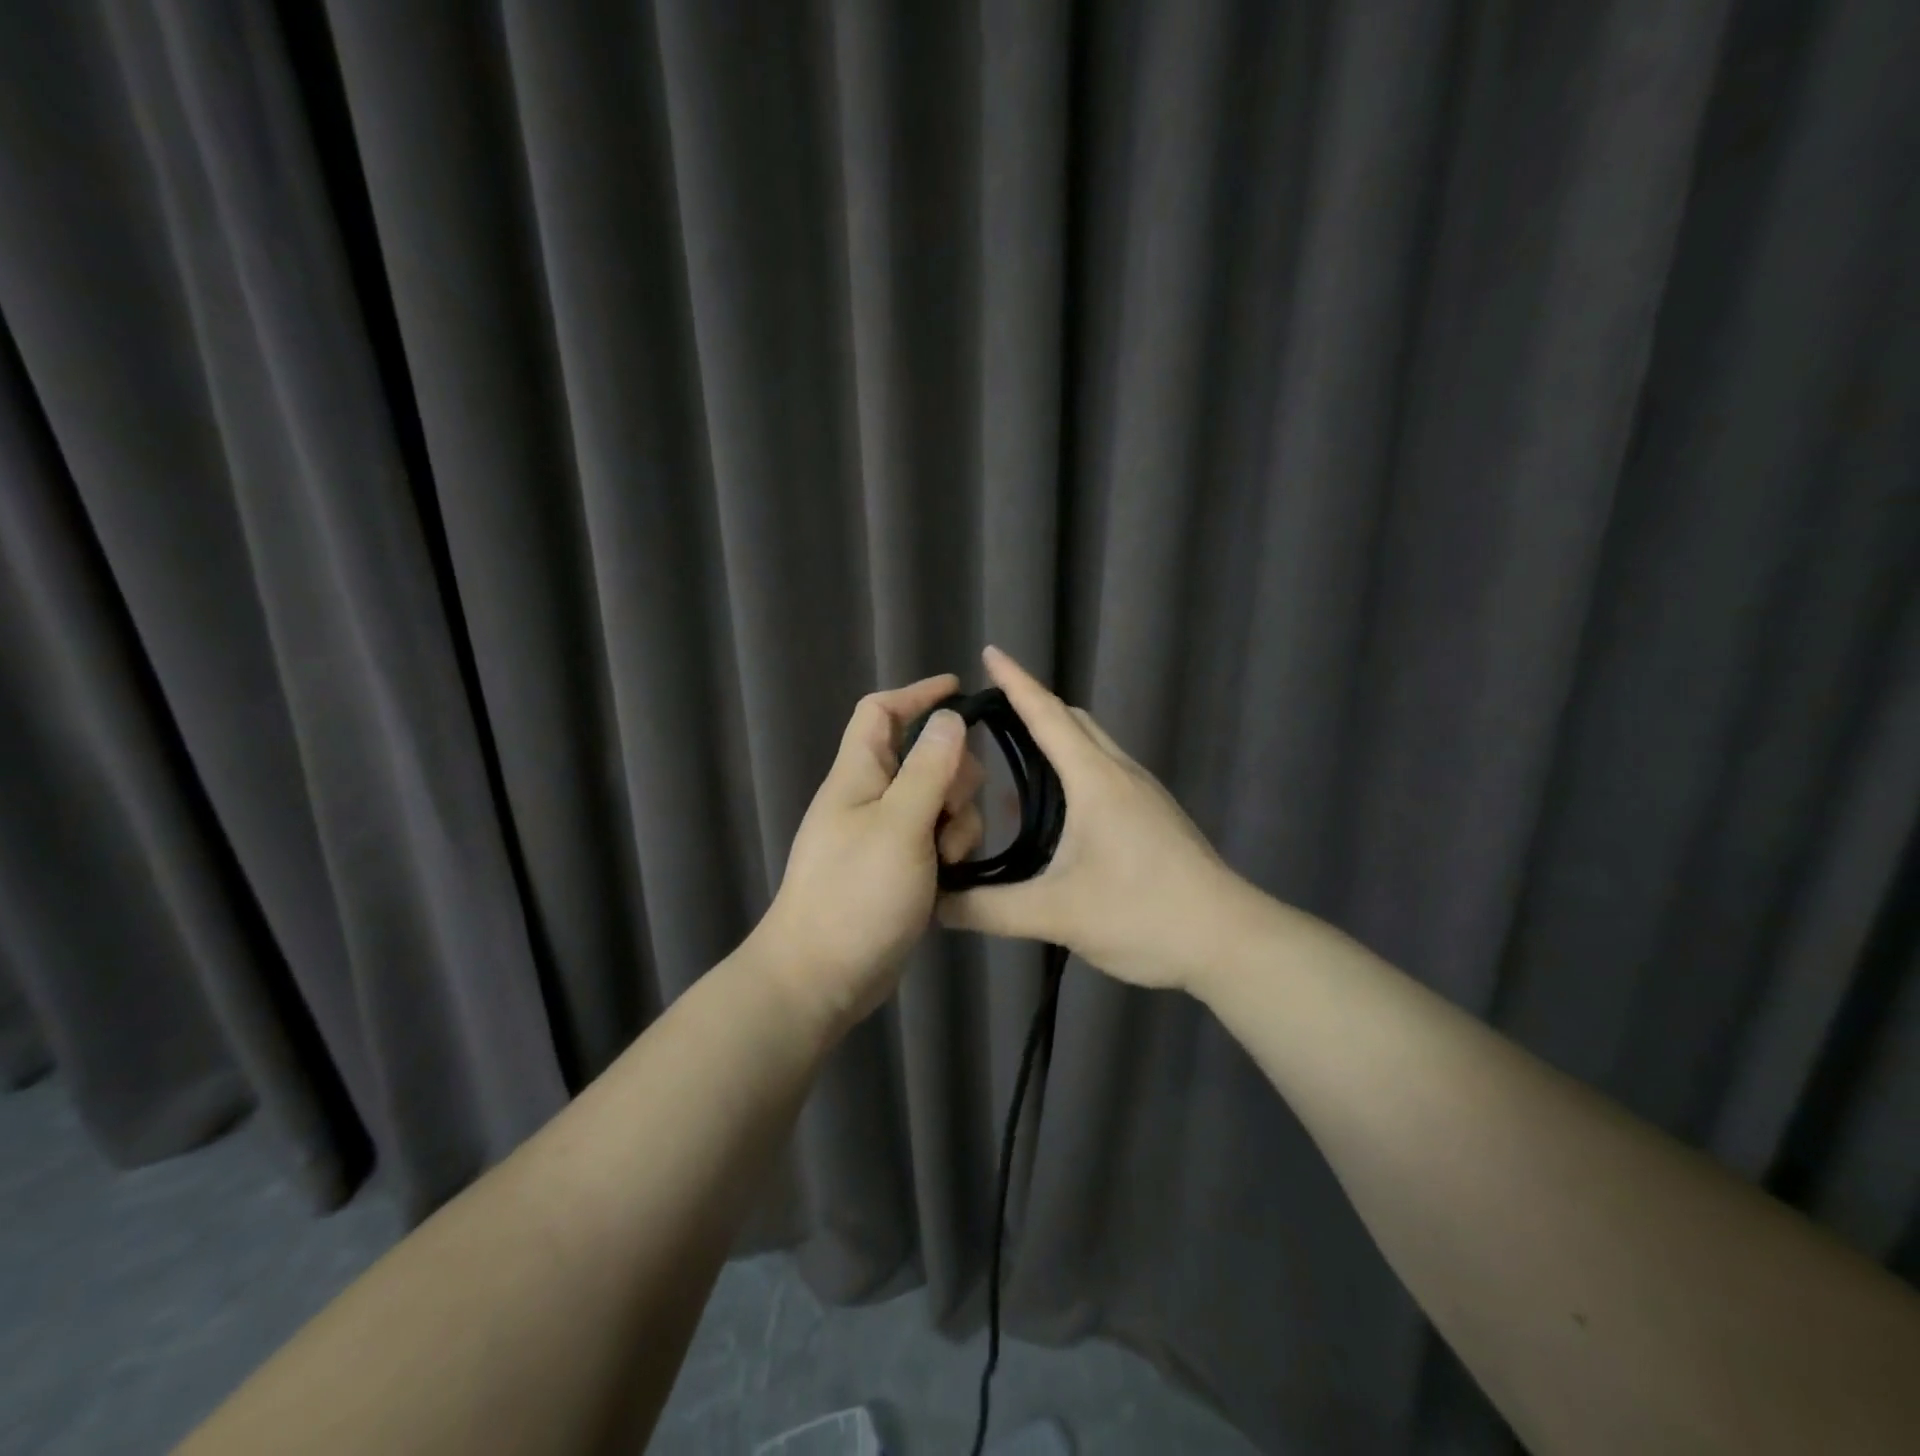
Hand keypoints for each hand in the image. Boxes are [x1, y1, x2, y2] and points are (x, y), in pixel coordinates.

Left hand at [754, 674, 986, 1033]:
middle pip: (926, 759)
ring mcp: (886, 836)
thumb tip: (949, 718)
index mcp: (859, 775)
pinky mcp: (901, 870)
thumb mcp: (899, 826)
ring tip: (948, 859)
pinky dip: (950, 851)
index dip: (917, 694)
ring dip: (957, 823)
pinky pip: (938, 841)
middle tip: (954, 811)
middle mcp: (872, 798)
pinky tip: (953, 878)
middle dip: (954, 777)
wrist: (822, 977)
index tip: (960, 691)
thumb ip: (928, 770)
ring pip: (940, 803)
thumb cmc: (856, 895)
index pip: (881, 712)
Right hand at [936, 646, 1250, 993]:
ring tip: (1011, 761)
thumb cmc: (1142, 913)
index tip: (989, 653)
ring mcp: (1143, 794)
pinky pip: (1104, 774)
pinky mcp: (1154, 816)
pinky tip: (1052, 813)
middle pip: (1072, 721)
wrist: (1229, 940)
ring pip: (1091, 747)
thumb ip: (987, 909)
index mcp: (1096, 779)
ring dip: (1054, 742)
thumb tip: (935, 905)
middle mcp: (1120, 773)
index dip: (1016, 682)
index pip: (1048, 714)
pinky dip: (1072, 772)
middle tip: (989, 715)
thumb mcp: (1056, 914)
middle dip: (1033, 706)